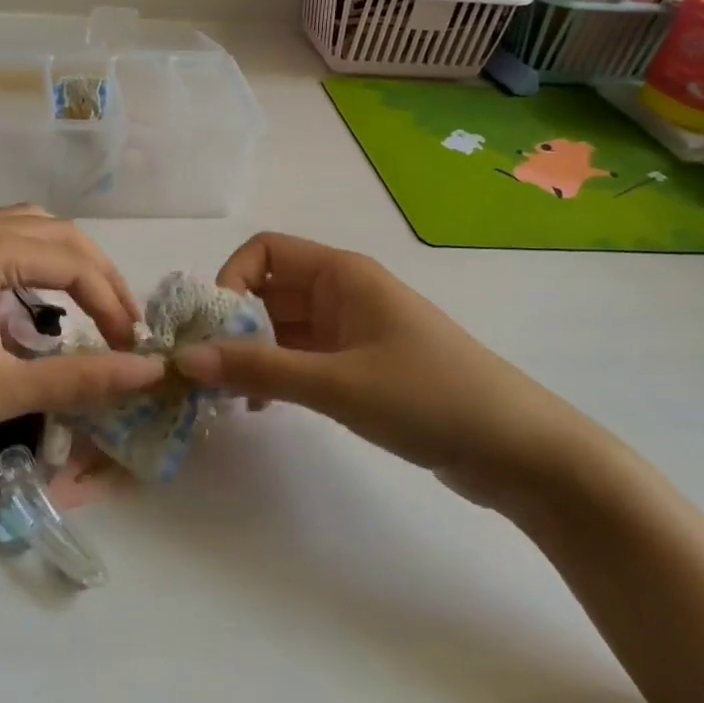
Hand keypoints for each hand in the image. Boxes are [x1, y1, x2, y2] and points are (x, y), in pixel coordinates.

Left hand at [0, 206, 163, 460]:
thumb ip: (80, 378)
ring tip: (89, 304)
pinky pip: (0, 238)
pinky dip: (33, 261)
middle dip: (98, 276)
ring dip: (66, 261)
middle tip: (122, 323)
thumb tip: (149, 372)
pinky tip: (35, 298)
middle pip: (58, 232)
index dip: (113, 303)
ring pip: (28, 227)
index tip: (132, 346)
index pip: (74, 261)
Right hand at [174, 232, 598, 507]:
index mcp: (342, 273)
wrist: (520, 451)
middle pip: (269, 289)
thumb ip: (258, 370)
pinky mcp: (363, 364)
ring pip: (284, 326)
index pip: (264, 251)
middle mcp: (344, 291)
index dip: (230, 281)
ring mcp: (354, 328)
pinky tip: (265, 408)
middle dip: (233, 324)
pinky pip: (304, 355)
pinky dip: (278, 373)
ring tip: (229, 397)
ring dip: (253, 353)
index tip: (213, 331)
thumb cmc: (428, 397)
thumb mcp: (336, 383)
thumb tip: (184, 360)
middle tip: (206, 372)